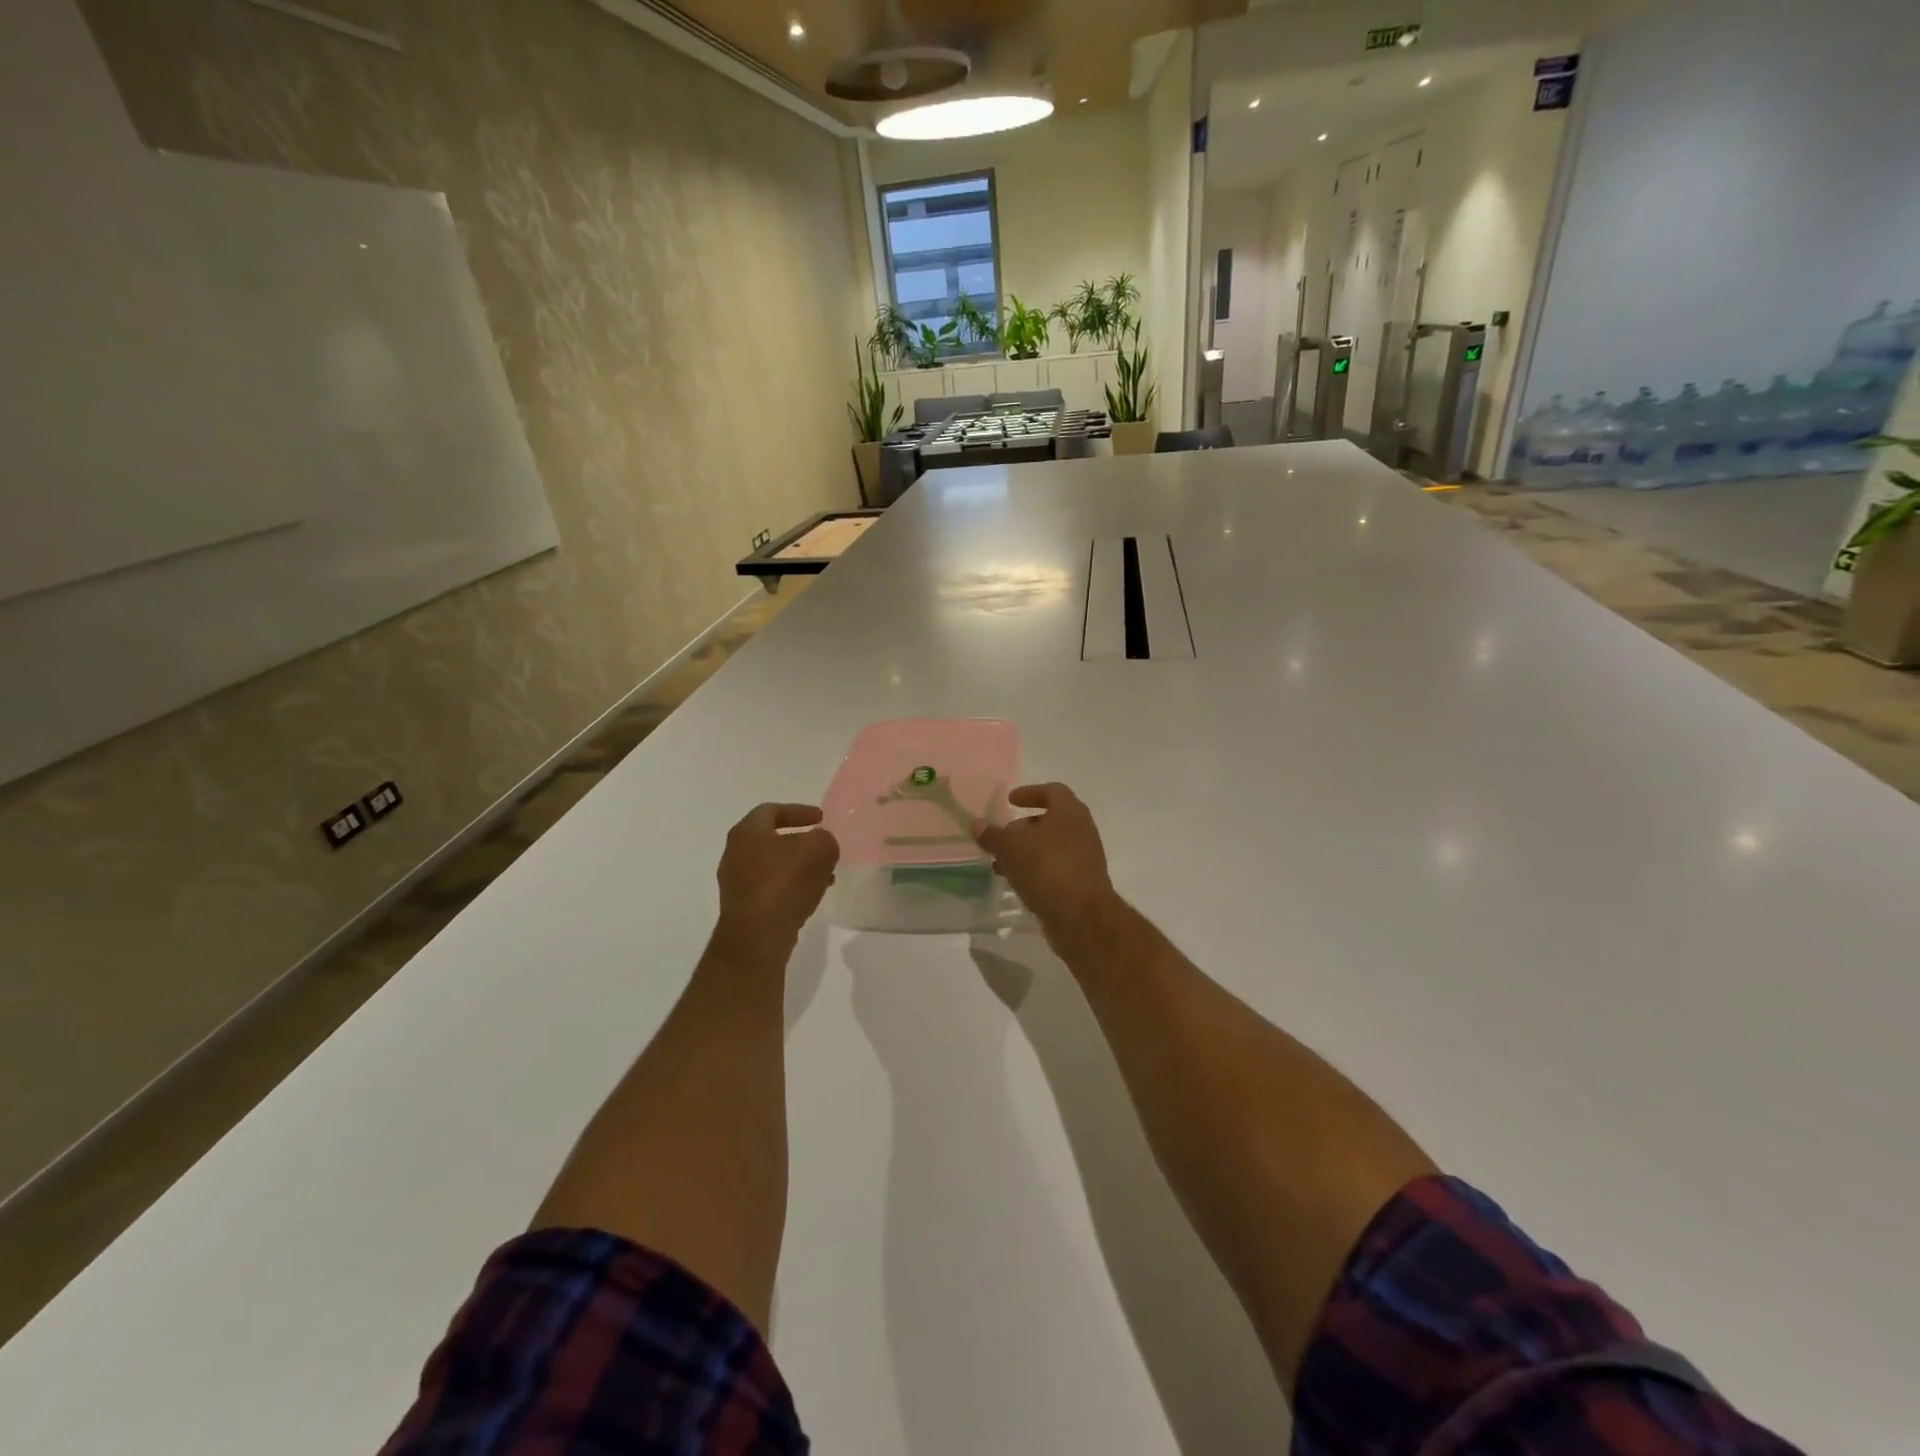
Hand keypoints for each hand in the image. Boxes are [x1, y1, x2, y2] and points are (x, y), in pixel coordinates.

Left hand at [712, 804, 839, 962]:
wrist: (756, 936)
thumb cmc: (785, 882)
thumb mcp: (819, 849)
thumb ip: (824, 839)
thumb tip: (821, 844)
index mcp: (747, 831)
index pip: (772, 810)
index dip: (799, 811)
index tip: (821, 818)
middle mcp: (735, 853)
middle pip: (772, 839)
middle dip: (801, 841)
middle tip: (823, 846)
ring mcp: (736, 882)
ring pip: (773, 865)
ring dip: (799, 866)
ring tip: (826, 875)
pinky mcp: (743, 907)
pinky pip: (771, 887)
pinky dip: (792, 886)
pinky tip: (812, 895)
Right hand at [974, 784, 1120, 948]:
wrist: (1081, 916)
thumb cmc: (1046, 867)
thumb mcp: (1010, 847)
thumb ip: (992, 834)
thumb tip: (977, 823)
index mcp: (1069, 812)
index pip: (1052, 791)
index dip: (1030, 792)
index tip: (1010, 801)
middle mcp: (1081, 831)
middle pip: (1050, 820)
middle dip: (1023, 827)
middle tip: (1002, 837)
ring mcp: (1084, 858)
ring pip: (1051, 847)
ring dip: (1026, 852)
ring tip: (1000, 865)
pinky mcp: (1081, 883)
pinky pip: (1054, 869)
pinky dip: (1035, 871)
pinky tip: (1016, 883)